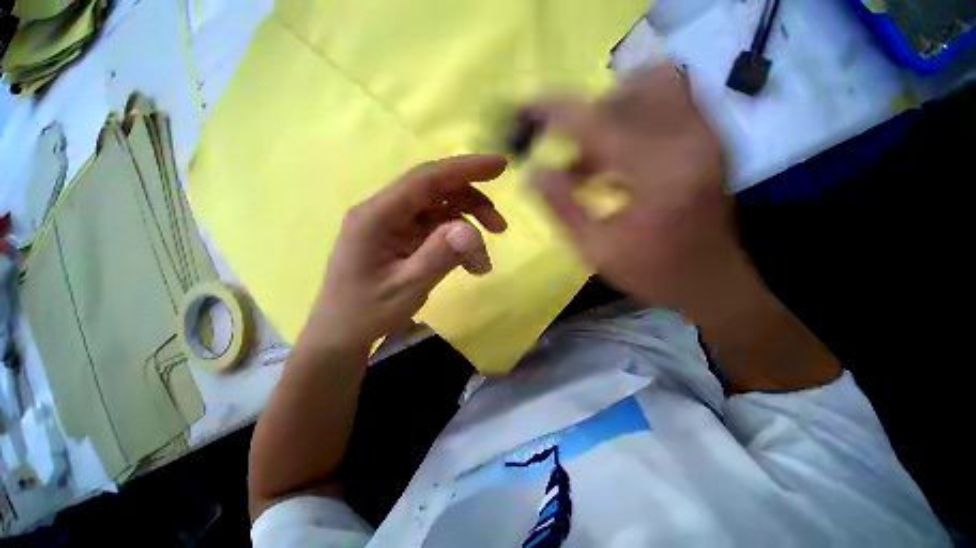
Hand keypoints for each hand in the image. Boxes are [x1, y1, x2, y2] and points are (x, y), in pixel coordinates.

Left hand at [304, 155, 508, 349]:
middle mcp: (384, 211)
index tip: (501, 165)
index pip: (426, 179)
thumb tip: (472, 230)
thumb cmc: (367, 311)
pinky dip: (457, 242)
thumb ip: (439, 256)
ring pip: (440, 210)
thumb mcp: (407, 287)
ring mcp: (394, 224)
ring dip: (468, 226)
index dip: (465, 168)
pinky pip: (436, 229)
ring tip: (483, 261)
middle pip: (437, 191)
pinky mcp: (402, 237)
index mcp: (377, 216)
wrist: (342, 333)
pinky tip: (470, 264)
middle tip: (500, 227)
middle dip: (473, 203)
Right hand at [529, 66, 756, 324]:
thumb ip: (561, 207)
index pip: (597, 121)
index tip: (525, 109)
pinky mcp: (710, 137)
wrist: (710, 281)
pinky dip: (636, 112)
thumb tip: (531, 174)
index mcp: (659, 173)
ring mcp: (706, 133)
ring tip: (591, 150)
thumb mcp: (595, 249)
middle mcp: (690, 139)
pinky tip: (617, 152)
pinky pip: (672, 97)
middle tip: (565, 144)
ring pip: (655, 83)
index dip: (555, 111)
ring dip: (613, 108)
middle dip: (587, 111)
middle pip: (629, 89)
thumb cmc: (650, 271)